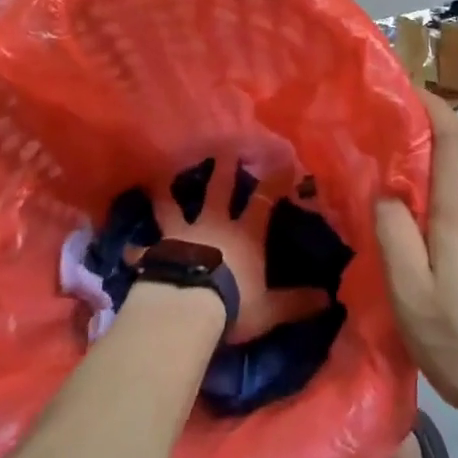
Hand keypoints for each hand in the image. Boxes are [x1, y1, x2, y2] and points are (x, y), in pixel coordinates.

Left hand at [137, 158, 328, 343]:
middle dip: (223, 168)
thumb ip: (296, 302)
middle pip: (219, 189)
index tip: (283, 161)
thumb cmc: (233, 305)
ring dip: (168, 192)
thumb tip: (329, 299)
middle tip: (223, 147)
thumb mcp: (270, 309)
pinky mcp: (156, 252)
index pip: (264, 201)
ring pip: (173, 206)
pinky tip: (128, 249)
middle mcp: (214, 225)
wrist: (185, 309)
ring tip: (161, 177)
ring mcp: (181, 235)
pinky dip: (137, 250)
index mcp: (244, 235)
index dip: (274, 181)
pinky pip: (143, 250)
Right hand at [375, 89, 457, 434]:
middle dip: (428, 143)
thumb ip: (393, 236)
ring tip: (417, 201)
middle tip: (390, 160)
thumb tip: (385, 191)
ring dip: (449, 175)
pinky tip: (454, 239)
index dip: (428, 103)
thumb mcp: (413, 300)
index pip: (452, 129)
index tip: (401, 92)